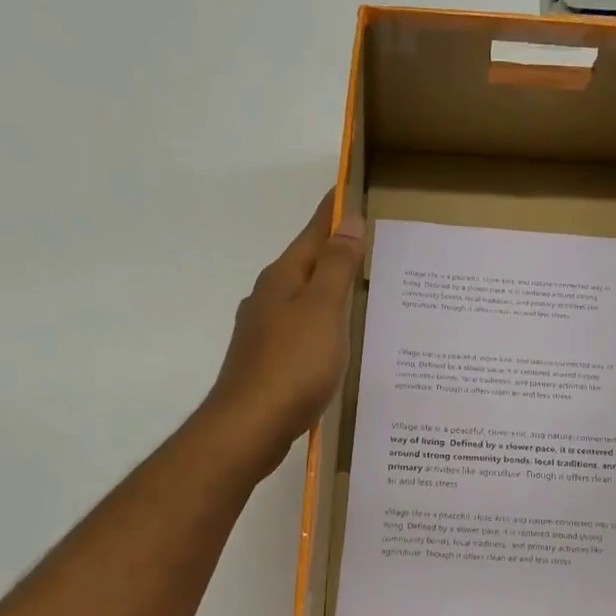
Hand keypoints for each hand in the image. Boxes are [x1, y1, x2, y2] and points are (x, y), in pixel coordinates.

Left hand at [202, 191, 365, 477]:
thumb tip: (348, 222)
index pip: (312, 234)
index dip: (333, 213)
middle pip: (305, 264)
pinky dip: (320, 322)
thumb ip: (336, 266)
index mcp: (282, 279)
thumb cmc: (292, 364)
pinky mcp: (266, 360)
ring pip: (302, 298)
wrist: (249, 427)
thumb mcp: (323, 310)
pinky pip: (300, 328)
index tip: (348, 188)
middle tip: (366, 241)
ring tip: (357, 288)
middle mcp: (268, 298)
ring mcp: (263, 330)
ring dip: (326, 288)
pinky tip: (333, 338)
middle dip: (332, 250)